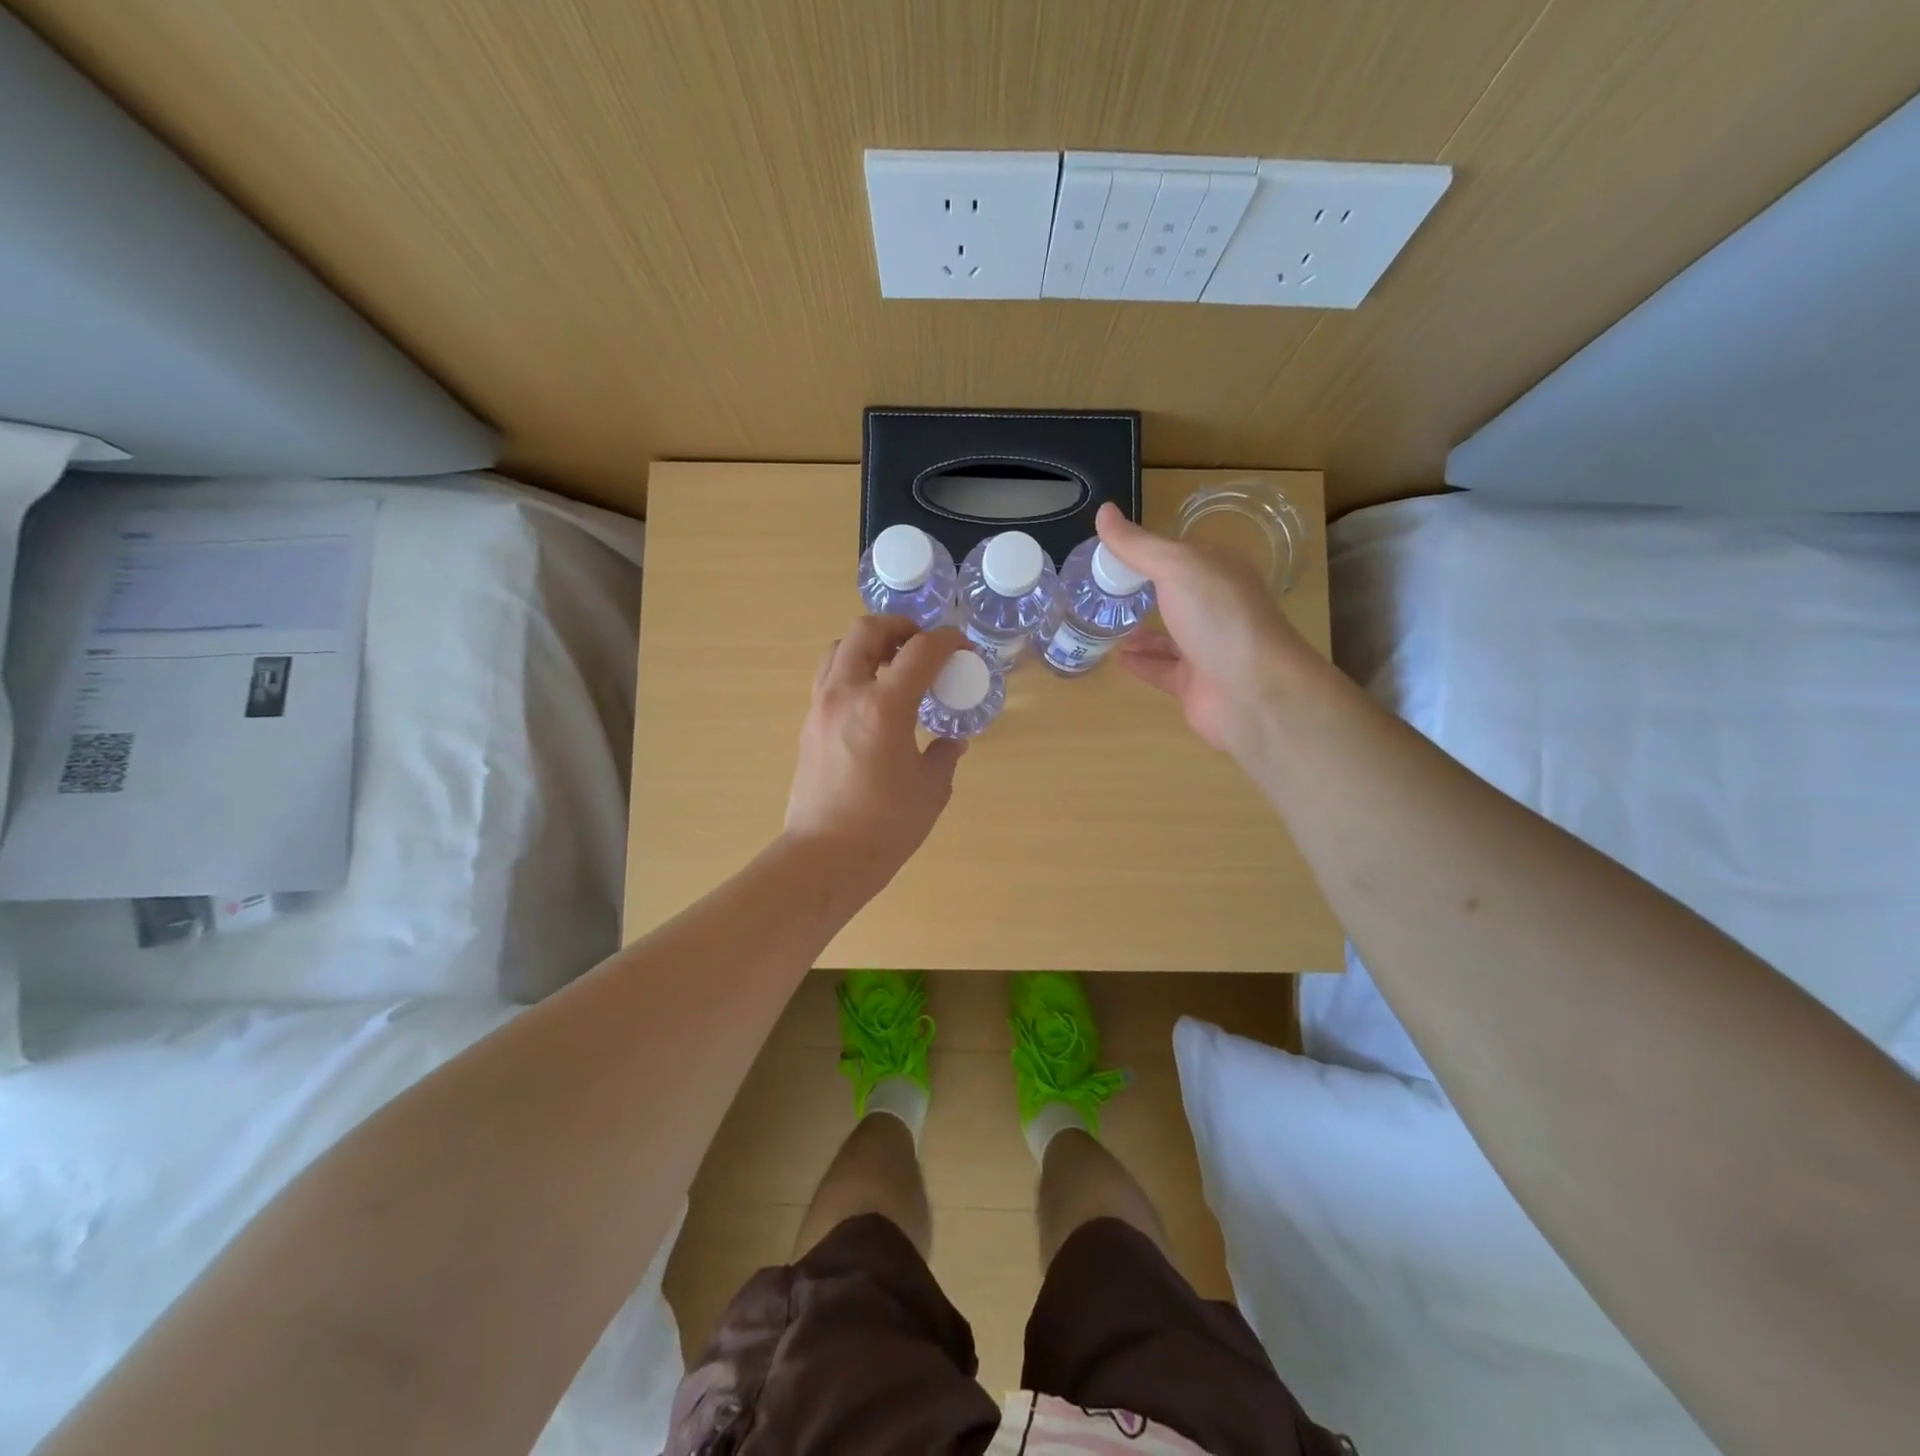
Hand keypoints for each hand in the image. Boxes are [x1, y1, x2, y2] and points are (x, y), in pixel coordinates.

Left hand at [785, 616, 967, 887]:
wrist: (824, 857)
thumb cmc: (885, 826)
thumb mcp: (930, 790)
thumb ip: (944, 756)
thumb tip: (951, 741)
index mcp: (884, 706)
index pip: (920, 650)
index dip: (947, 641)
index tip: (963, 649)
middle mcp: (846, 694)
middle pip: (867, 630)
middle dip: (900, 627)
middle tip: (922, 646)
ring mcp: (820, 707)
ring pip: (839, 648)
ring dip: (869, 645)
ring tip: (893, 666)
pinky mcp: (808, 725)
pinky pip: (828, 677)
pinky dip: (852, 670)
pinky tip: (872, 700)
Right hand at [1094, 503, 1306, 753]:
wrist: (1254, 692)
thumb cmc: (1219, 619)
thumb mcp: (1177, 568)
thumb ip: (1138, 545)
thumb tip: (1103, 510)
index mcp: (1218, 571)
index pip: (1177, 554)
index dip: (1143, 551)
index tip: (1104, 553)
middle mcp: (1216, 607)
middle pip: (1173, 594)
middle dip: (1140, 590)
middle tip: (1097, 589)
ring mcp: (1207, 647)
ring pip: (1167, 634)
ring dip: (1138, 629)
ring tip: (1100, 623)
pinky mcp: (1195, 684)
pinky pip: (1161, 669)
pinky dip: (1140, 662)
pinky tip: (1116, 658)